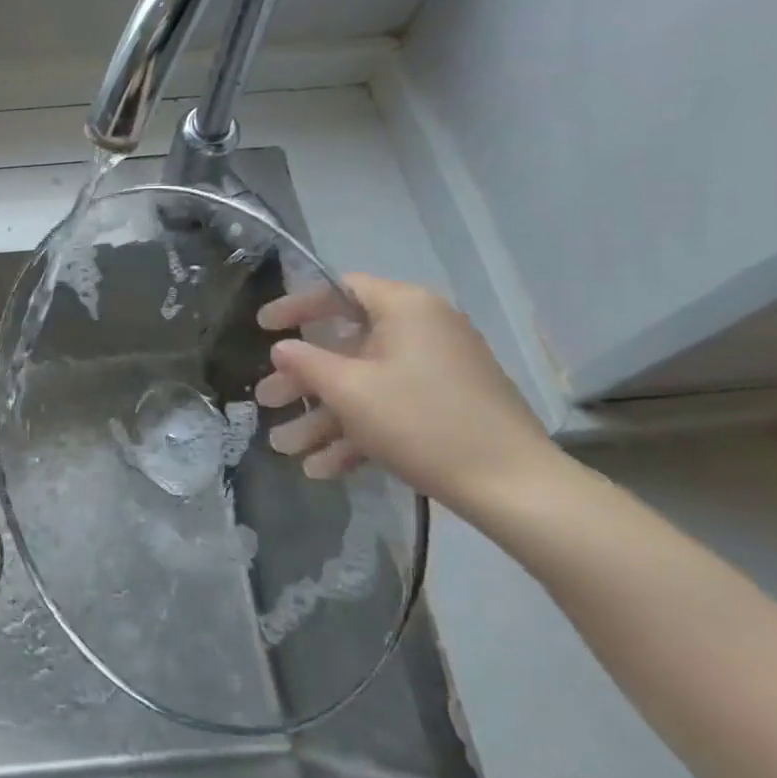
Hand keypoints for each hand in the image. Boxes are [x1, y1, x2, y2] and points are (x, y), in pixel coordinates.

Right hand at [253, 275, 561, 517]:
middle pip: (347, 345)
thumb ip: (307, 362)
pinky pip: (390, 407)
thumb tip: (281, 347)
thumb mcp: (350, 391)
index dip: (296, 306)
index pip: (340, 290)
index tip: (262, 327)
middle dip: (302, 379)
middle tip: (267, 400)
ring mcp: (437, 370)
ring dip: (323, 415)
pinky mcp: (447, 406)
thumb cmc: (422, 422)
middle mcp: (423, 330)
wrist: (514, 487)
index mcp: (405, 309)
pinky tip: (322, 468)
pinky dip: (357, 431)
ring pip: (365, 384)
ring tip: (284, 447)